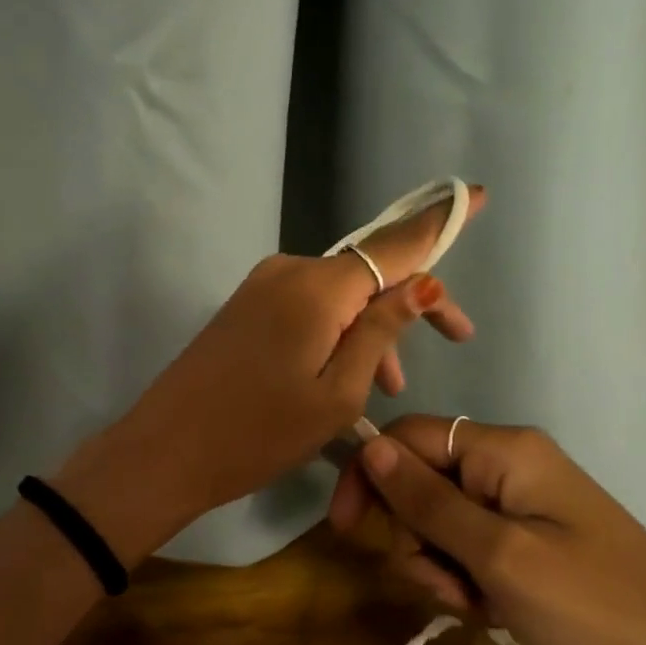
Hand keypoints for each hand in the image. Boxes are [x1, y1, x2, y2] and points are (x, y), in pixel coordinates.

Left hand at [54, 188, 486, 556]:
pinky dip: (337, 330)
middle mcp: (289, 271)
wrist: (165, 451)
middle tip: (456, 340)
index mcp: (317, 288)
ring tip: (388, 385)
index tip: (480, 194)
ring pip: (339, 294)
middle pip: (369, 270)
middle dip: (412, 300)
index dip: (440, 223)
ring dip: (371, 327)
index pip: (394, 244)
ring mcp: (262, 286)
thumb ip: (381, 332)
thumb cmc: (258, 433)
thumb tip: (422, 284)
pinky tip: (347, 373)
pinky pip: (309, 305)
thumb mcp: (337, 393)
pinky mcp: (246, 306)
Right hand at [328, 415, 645, 644]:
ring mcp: (527, 515)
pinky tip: (493, 618)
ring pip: (442, 525)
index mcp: (506, 450)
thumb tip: (368, 444)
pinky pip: (474, 555)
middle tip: (446, 586)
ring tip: (478, 609)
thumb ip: (426, 500)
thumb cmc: (596, 613)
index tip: (343, 531)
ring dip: (440, 568)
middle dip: (414, 536)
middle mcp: (512, 469)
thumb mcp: (499, 556)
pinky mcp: (536, 555)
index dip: (369, 474)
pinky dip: (468, 585)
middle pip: (423, 483)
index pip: (408, 437)